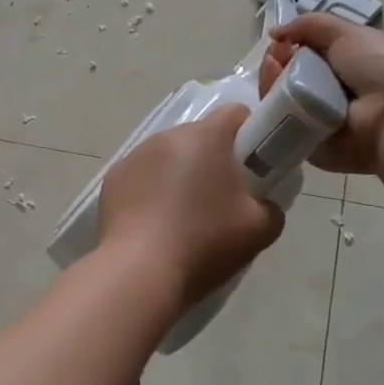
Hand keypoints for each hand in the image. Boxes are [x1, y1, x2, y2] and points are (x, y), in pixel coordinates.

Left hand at [98, 105, 285, 310]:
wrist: (140, 271)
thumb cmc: (205, 242)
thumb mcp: (261, 228)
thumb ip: (270, 204)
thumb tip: (261, 201)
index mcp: (205, 137)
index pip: (235, 114)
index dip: (250, 135)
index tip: (254, 168)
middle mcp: (167, 136)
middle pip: (200, 135)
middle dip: (214, 159)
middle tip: (222, 199)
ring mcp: (134, 156)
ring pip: (169, 155)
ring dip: (180, 174)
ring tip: (184, 216)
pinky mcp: (113, 179)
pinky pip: (142, 175)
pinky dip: (152, 190)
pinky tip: (155, 224)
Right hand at [260, 16, 383, 175]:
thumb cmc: (378, 66)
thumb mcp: (347, 33)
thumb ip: (310, 25)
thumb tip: (275, 32)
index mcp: (340, 67)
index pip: (301, 56)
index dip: (287, 46)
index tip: (279, 41)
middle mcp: (326, 92)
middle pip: (284, 76)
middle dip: (275, 62)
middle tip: (274, 57)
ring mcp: (313, 118)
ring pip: (276, 98)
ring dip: (269, 79)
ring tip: (273, 68)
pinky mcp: (304, 142)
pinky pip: (278, 122)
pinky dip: (271, 105)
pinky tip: (273, 90)